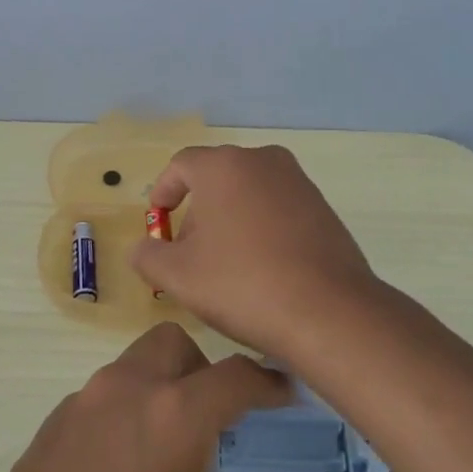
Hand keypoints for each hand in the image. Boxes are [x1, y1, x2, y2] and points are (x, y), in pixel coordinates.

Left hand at [0, 323, 320, 471]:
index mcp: (175, 414)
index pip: (234, 377)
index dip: (266, 382)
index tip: (284, 393)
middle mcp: (129, 388)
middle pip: (173, 344)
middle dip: (201, 367)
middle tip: (216, 416)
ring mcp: (84, 400)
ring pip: (133, 364)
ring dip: (158, 385)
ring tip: (168, 444)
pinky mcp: (52, 421)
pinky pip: (100, 395)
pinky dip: (122, 409)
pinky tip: (121, 465)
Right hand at [130, 144, 380, 360]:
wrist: (329, 312)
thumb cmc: (243, 284)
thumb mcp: (178, 276)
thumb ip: (148, 256)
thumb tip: (143, 248)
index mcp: (224, 165)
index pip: (181, 165)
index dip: (164, 192)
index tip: (159, 222)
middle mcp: (262, 160)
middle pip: (216, 178)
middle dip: (197, 211)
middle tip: (189, 253)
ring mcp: (297, 181)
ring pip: (248, 192)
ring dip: (229, 220)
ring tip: (225, 265)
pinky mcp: (322, 207)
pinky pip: (277, 207)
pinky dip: (260, 228)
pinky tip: (261, 268)